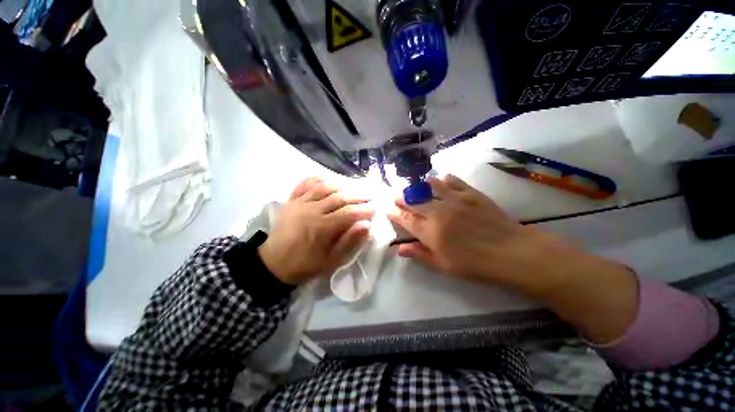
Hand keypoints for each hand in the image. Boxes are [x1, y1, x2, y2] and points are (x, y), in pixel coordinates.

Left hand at [258, 177, 374, 285]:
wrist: (274, 263)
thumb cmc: (306, 264)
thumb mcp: (331, 260)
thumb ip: (350, 242)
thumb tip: (366, 226)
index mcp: (322, 227)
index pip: (349, 213)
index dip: (364, 210)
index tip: (375, 209)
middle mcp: (312, 210)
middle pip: (339, 198)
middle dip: (358, 196)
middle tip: (369, 197)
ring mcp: (300, 203)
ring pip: (324, 188)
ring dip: (341, 186)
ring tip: (353, 188)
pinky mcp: (291, 201)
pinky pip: (304, 184)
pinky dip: (316, 178)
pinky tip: (326, 178)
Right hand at [387, 174, 578, 288]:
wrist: (514, 253)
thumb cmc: (476, 265)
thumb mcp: (444, 266)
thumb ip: (420, 254)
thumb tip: (399, 248)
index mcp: (431, 232)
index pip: (405, 218)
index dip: (393, 211)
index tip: (385, 206)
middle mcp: (439, 212)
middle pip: (413, 199)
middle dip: (400, 196)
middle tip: (395, 195)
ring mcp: (455, 200)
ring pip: (429, 185)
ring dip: (419, 186)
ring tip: (415, 188)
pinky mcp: (471, 193)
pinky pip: (452, 180)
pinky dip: (442, 180)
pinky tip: (440, 182)